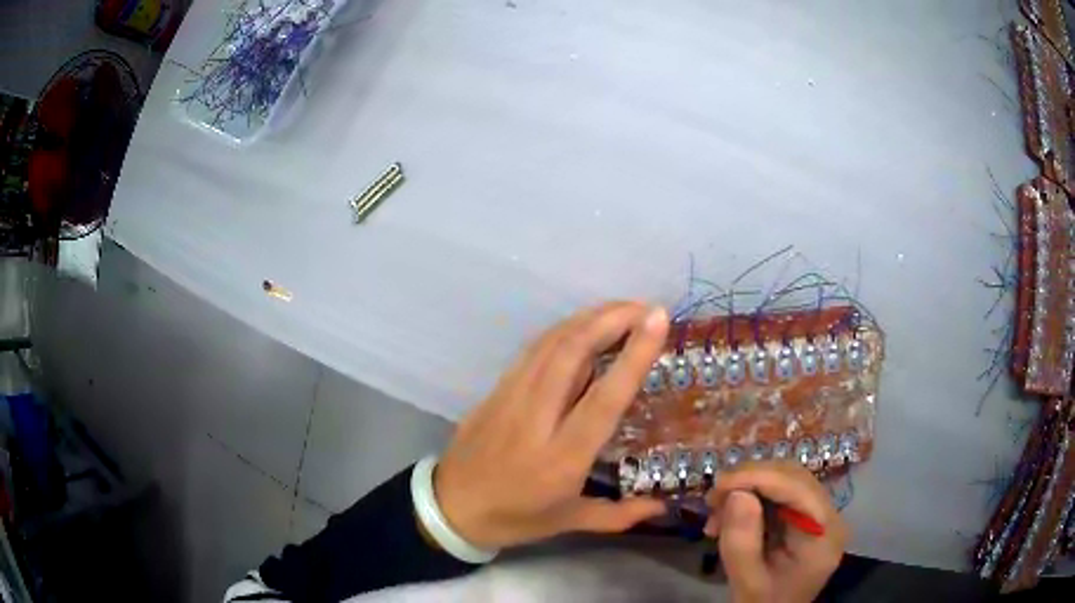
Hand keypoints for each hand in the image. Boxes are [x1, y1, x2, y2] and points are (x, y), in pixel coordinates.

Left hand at [434, 301, 670, 549]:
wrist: (451, 508)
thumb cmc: (515, 518)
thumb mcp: (569, 522)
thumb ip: (620, 515)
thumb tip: (663, 505)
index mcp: (562, 458)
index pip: (604, 398)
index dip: (634, 355)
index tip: (657, 319)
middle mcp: (536, 419)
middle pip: (572, 353)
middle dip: (611, 319)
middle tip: (644, 308)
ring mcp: (510, 398)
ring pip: (550, 343)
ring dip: (587, 318)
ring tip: (620, 309)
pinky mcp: (495, 389)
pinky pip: (532, 350)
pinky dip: (562, 330)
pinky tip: (581, 326)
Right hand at [705, 462, 847, 602]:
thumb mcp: (748, 583)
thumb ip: (742, 543)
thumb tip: (736, 494)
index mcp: (824, 535)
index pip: (798, 489)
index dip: (759, 477)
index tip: (718, 484)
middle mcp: (830, 517)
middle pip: (794, 478)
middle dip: (750, 480)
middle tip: (712, 499)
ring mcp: (820, 515)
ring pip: (786, 480)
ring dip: (748, 488)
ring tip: (716, 511)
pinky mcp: (806, 517)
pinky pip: (780, 493)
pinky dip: (751, 497)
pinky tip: (729, 515)